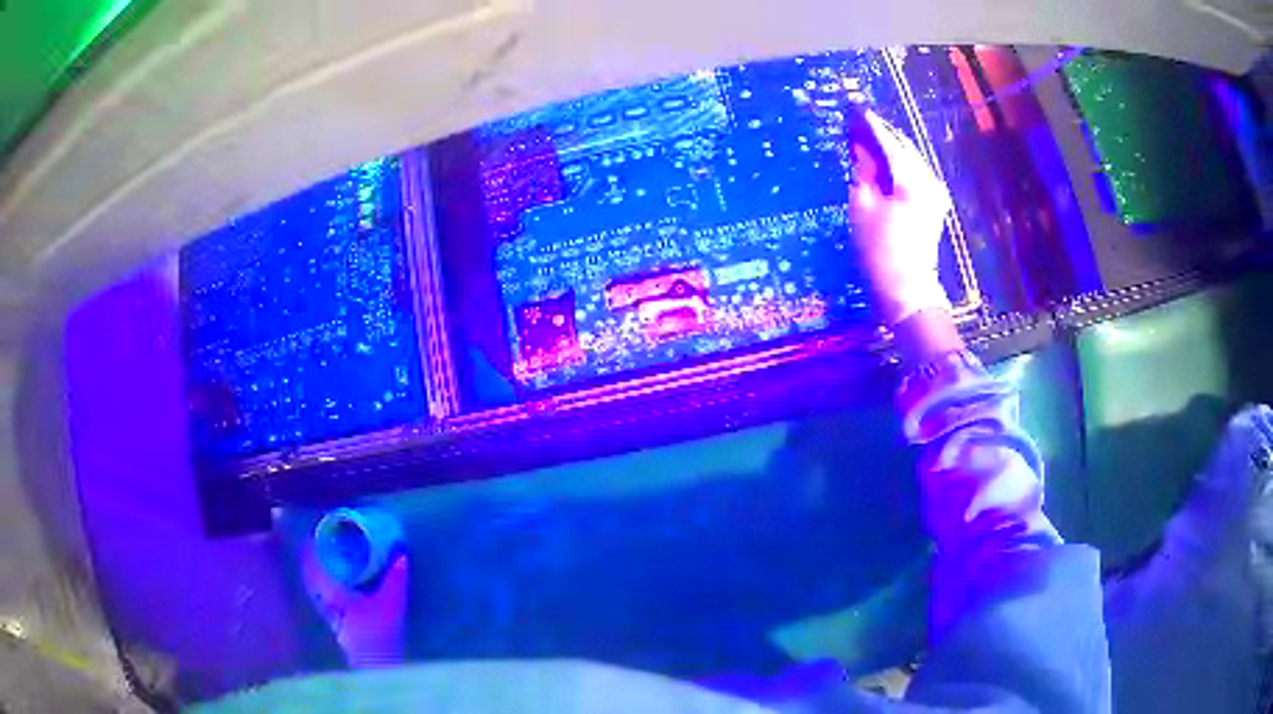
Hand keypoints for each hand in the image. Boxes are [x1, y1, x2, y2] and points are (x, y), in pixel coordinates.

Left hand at [302, 543, 407, 667]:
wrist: (378, 666)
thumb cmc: (382, 633)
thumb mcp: (392, 603)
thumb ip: (395, 579)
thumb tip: (400, 554)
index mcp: (334, 595)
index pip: (315, 570)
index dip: (309, 554)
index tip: (309, 538)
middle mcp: (328, 606)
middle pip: (311, 581)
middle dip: (310, 564)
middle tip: (313, 548)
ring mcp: (331, 619)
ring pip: (316, 594)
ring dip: (314, 579)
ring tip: (320, 567)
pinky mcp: (339, 630)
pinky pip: (324, 604)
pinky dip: (322, 593)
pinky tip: (332, 593)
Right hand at [847, 111, 953, 326]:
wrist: (907, 289)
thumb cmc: (880, 251)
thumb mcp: (863, 207)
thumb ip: (863, 171)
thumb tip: (860, 147)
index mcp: (911, 179)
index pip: (888, 141)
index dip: (869, 124)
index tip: (854, 108)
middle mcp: (929, 180)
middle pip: (904, 146)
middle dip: (881, 134)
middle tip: (858, 122)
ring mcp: (935, 192)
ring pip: (910, 158)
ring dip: (890, 148)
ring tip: (866, 140)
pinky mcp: (934, 203)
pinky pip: (914, 172)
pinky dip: (898, 164)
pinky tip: (882, 163)